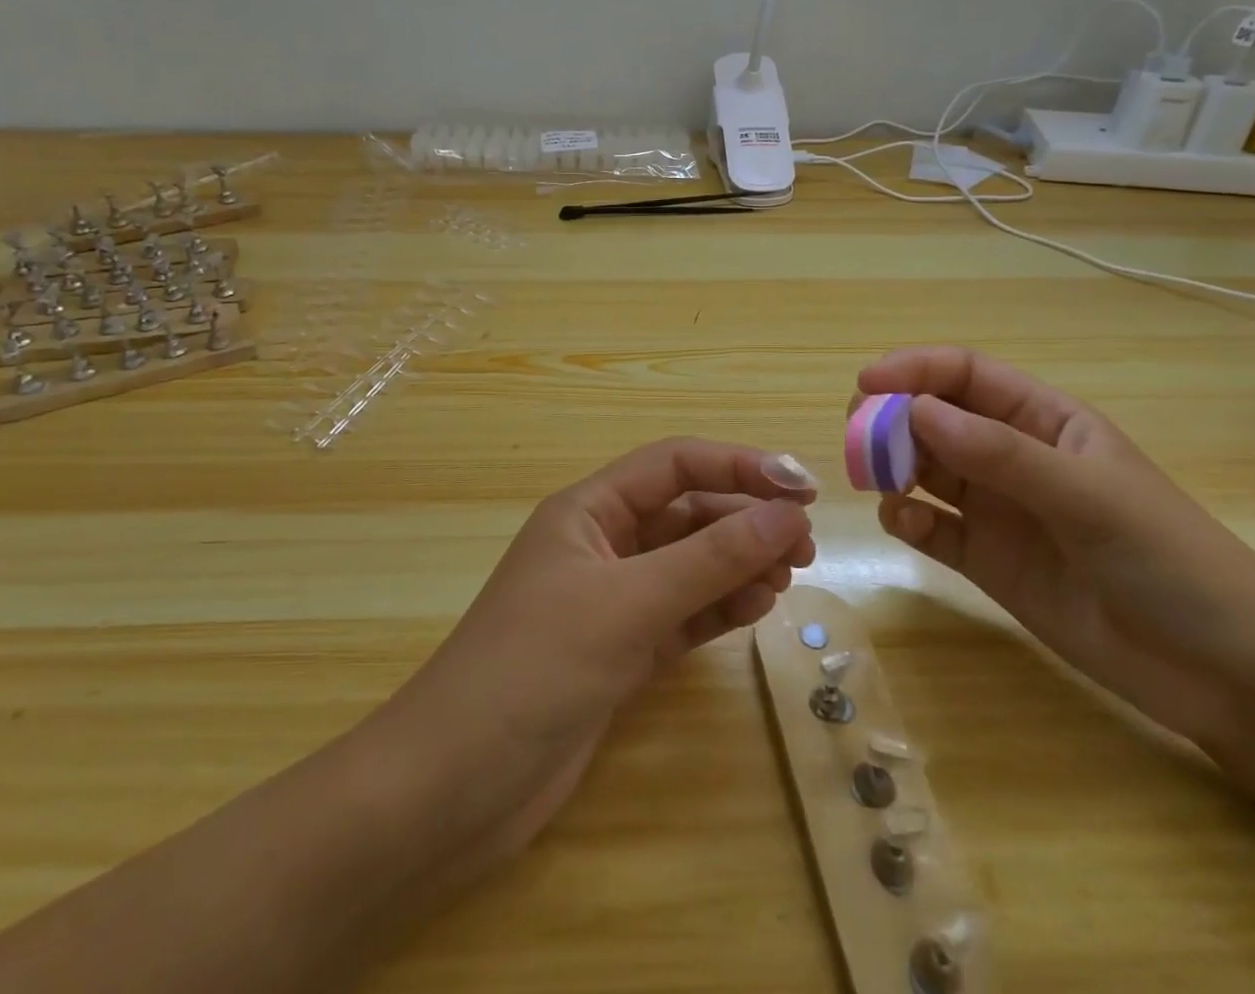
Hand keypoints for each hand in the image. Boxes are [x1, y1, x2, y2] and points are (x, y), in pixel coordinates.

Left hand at [368, 438, 816, 884]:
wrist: (453, 790)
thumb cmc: (534, 669)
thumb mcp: (628, 605)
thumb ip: (710, 559)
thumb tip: (787, 513)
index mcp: (588, 511)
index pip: (674, 464)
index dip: (737, 466)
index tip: (799, 488)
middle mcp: (602, 545)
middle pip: (686, 512)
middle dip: (744, 519)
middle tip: (802, 545)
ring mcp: (611, 601)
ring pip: (689, 564)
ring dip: (737, 564)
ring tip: (786, 578)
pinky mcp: (620, 652)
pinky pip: (683, 613)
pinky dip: (719, 607)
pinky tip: (756, 609)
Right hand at [857, 347, 1254, 749]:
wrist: (1227, 677)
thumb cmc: (1172, 562)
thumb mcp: (1089, 497)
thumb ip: (1000, 454)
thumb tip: (914, 410)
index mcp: (1044, 422)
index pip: (966, 375)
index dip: (915, 370)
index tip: (867, 385)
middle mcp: (1012, 458)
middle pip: (935, 419)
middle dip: (892, 419)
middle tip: (858, 435)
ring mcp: (998, 510)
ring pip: (924, 470)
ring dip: (893, 467)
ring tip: (877, 481)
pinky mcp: (986, 561)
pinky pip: (931, 527)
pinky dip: (906, 520)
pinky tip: (904, 525)